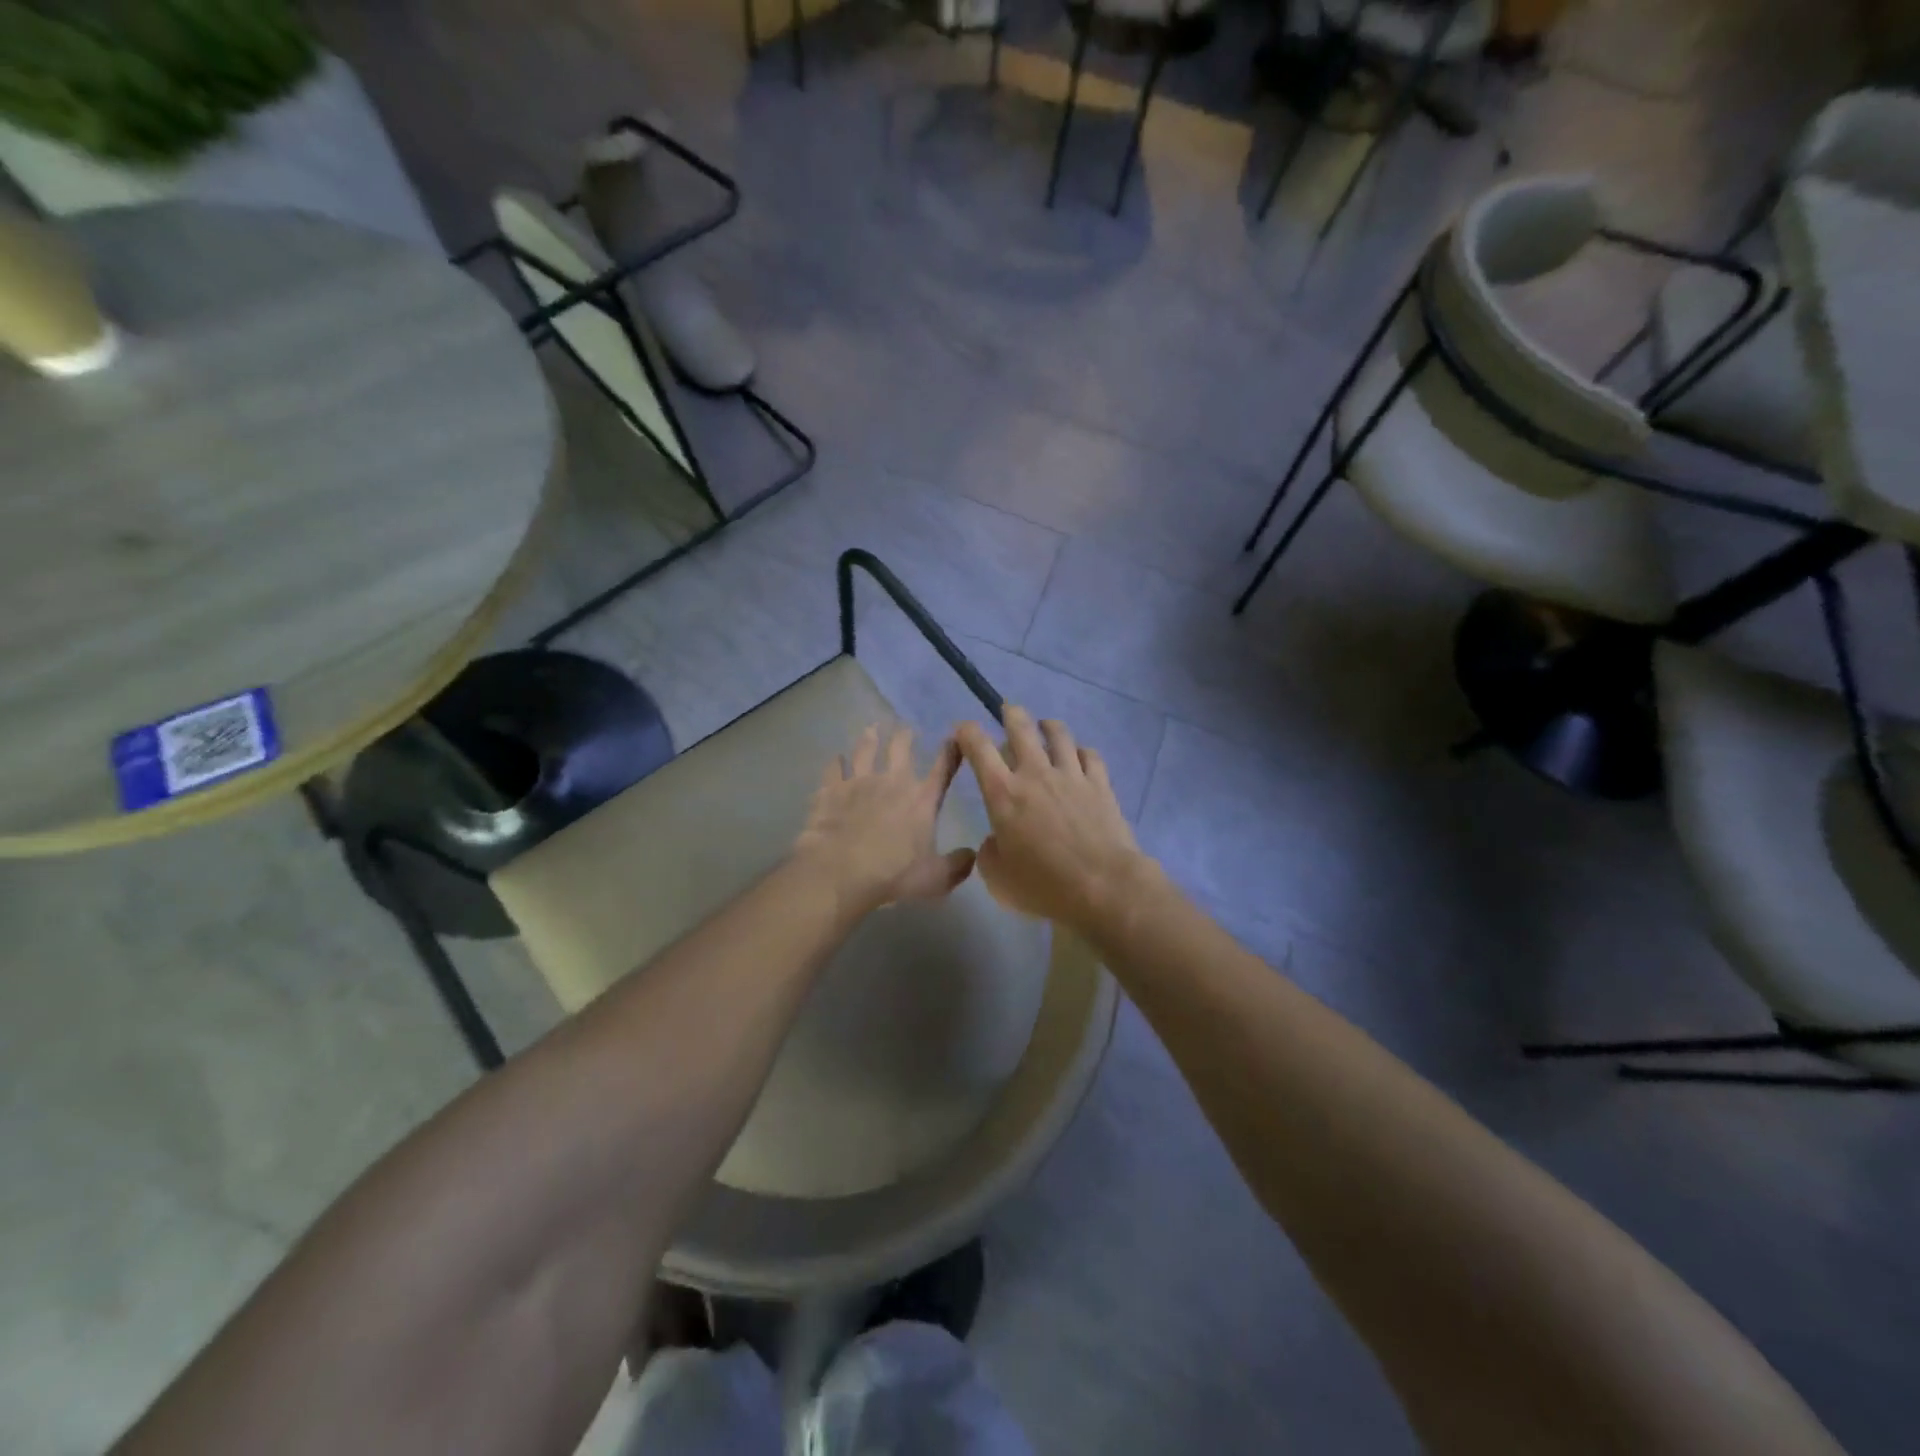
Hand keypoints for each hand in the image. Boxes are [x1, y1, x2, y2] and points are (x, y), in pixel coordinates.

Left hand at [793, 724, 975, 915]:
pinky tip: (835, 758)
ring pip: (865, 750)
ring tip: (871, 729)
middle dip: (905, 736)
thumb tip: (972, 855)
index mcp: (921, 800)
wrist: (840, 871)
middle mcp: (892, 782)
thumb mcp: (935, 878)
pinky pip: (833, 770)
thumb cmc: (893, 875)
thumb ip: (957, 866)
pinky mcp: (830, 790)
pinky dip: (835, 763)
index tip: (956, 737)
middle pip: (900, 749)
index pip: (942, 769)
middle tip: (905, 729)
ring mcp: (858, 782)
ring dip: (869, 738)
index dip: (951, 752)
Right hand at [954, 706, 1149, 930]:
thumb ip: (989, 853)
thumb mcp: (998, 878)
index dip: (967, 733)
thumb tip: (996, 840)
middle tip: (1008, 711)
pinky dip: (1082, 751)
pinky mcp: (1100, 784)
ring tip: (1045, 726)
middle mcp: (1035, 774)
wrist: (1102, 886)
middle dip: (1010, 714)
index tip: (963, 730)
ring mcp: (1071, 775)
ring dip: (1048, 726)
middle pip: (1020, 727)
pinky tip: (1080, 756)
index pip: (978, 748)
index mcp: (1003, 793)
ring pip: (1059, 734)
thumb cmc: (1043, 885)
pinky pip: (1090, 755)